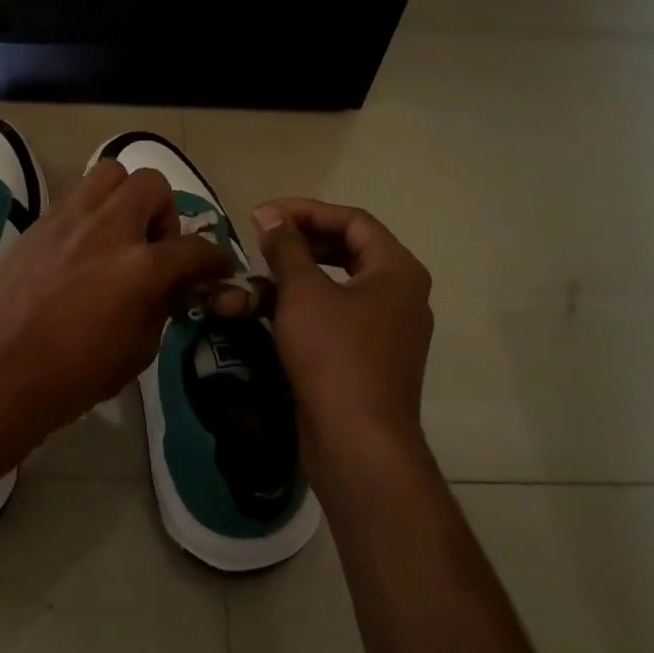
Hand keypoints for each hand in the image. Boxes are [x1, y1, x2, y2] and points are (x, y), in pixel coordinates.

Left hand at [0, 160, 232, 454]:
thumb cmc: (70, 378)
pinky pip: (76, 196)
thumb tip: (173, 285)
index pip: (195, 248)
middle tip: (155, 248)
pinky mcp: (37, 223)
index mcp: (140, 268)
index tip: (214, 269)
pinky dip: (91, 212)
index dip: (213, 259)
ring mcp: (68, 220)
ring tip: (118, 237)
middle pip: (152, 185)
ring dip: (125, 199)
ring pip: (110, 175)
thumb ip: (162, 307)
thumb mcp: (137, 352)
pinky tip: (82, 249)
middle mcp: (108, 229)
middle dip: (165, 213)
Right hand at [251, 199, 433, 457]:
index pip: (351, 220)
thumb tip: (270, 216)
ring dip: (293, 278)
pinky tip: (267, 311)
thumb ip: (286, 248)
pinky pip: (334, 316)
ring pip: (335, 286)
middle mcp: (399, 293)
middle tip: (259, 241)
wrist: (357, 441)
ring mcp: (385, 328)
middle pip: (345, 250)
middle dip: (297, 244)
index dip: (304, 211)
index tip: (261, 215)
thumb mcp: (303, 293)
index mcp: (396, 269)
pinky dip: (302, 308)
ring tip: (254, 279)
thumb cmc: (334, 356)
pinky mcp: (366, 356)